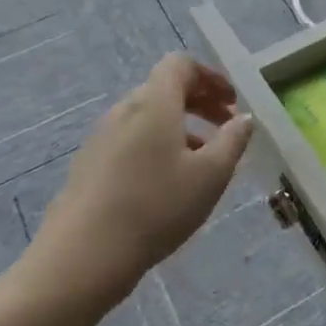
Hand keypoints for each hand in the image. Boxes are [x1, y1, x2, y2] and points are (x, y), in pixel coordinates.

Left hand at [24, 54, 253, 314]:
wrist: (81, 260)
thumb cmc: (156, 207)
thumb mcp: (212, 175)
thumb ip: (233, 140)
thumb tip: (244, 119)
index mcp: (154, 104)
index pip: (180, 65)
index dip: (210, 77)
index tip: (232, 103)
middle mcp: (123, 112)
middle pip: (163, 90)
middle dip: (200, 103)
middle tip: (226, 128)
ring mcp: (100, 140)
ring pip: (147, 118)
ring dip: (180, 128)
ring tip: (203, 160)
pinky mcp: (87, 168)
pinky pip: (130, 142)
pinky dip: (157, 147)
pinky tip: (168, 184)